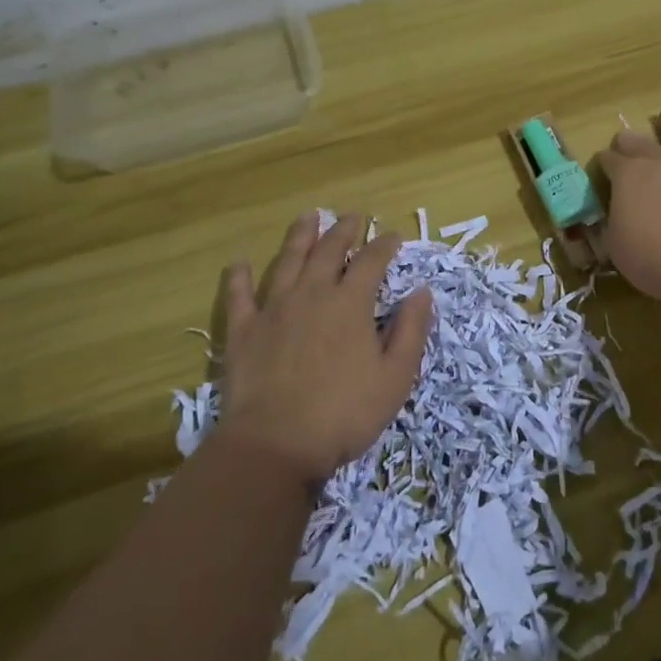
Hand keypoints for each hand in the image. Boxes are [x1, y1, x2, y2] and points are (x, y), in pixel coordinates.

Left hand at [218, 212, 432, 486]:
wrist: (276, 444)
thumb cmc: (344, 413)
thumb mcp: (395, 377)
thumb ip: (410, 330)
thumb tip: (422, 292)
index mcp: (350, 303)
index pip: (371, 261)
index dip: (385, 245)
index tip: (394, 235)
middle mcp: (312, 294)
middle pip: (329, 251)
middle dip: (344, 230)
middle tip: (353, 216)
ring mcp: (274, 309)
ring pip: (288, 261)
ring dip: (300, 236)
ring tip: (308, 216)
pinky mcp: (243, 331)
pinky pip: (239, 295)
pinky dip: (239, 277)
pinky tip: (239, 262)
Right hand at [600, 129, 660, 303]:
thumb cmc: (651, 255)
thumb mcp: (614, 243)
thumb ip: (612, 219)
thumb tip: (617, 214)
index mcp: (628, 172)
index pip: (607, 157)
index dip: (601, 167)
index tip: (599, 180)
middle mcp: (659, 163)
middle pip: (638, 144)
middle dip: (627, 150)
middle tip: (623, 166)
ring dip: (657, 168)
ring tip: (654, 187)